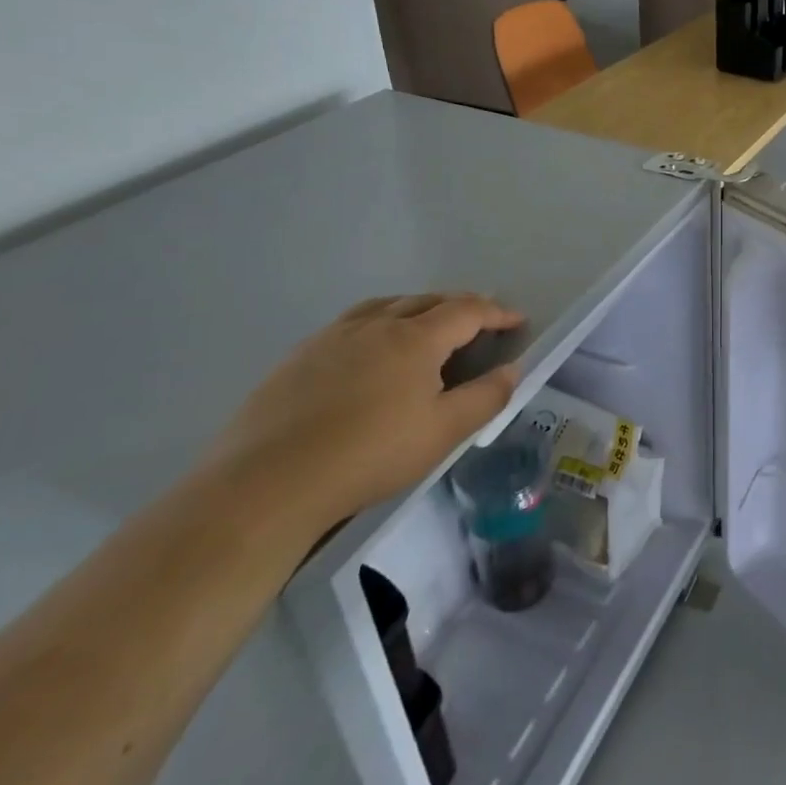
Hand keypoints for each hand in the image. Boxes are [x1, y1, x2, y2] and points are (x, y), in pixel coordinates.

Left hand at [207, 294, 524, 531]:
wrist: (267, 483)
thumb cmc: (369, 455)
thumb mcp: (443, 432)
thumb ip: (486, 397)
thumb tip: (513, 369)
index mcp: (415, 338)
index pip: (467, 311)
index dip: (497, 313)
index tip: (517, 321)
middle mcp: (376, 324)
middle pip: (427, 301)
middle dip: (460, 305)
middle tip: (480, 322)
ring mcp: (332, 337)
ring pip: (386, 306)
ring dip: (417, 308)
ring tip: (428, 325)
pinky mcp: (300, 356)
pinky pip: (352, 323)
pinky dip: (379, 322)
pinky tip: (372, 350)